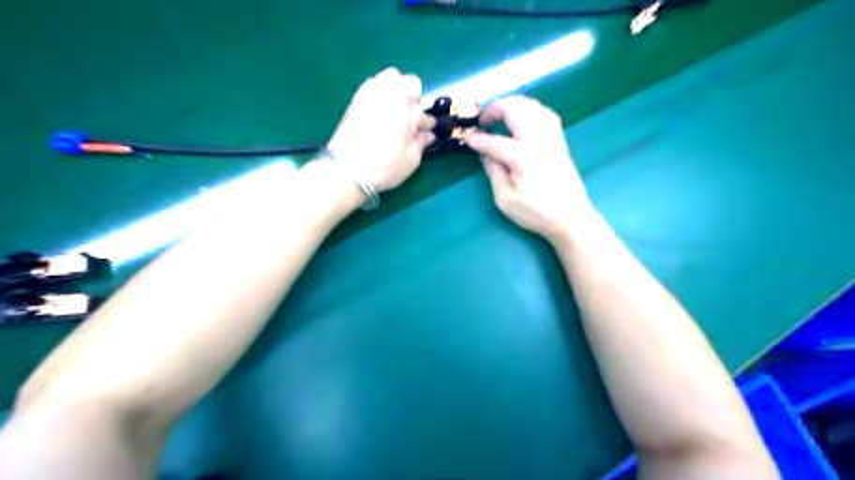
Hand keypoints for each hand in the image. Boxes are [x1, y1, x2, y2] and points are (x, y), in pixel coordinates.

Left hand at [326, 65, 437, 191]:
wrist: (347, 171)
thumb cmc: (386, 165)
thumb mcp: (412, 158)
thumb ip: (421, 142)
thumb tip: (427, 134)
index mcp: (404, 104)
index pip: (421, 103)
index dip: (425, 117)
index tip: (424, 131)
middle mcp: (386, 93)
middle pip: (404, 80)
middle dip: (410, 95)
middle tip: (410, 117)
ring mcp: (367, 95)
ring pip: (385, 80)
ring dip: (393, 92)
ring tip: (394, 113)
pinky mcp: (353, 103)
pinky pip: (370, 89)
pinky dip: (377, 97)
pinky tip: (378, 115)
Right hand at [462, 95, 595, 241]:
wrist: (571, 218)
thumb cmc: (536, 212)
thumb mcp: (505, 198)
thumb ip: (493, 171)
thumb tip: (485, 153)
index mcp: (522, 156)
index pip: (493, 141)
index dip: (477, 139)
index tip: (465, 136)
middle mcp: (538, 140)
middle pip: (515, 109)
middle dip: (494, 108)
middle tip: (482, 120)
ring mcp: (552, 138)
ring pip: (532, 106)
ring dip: (513, 104)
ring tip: (500, 114)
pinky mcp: (560, 141)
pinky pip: (546, 114)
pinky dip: (532, 109)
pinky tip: (525, 117)